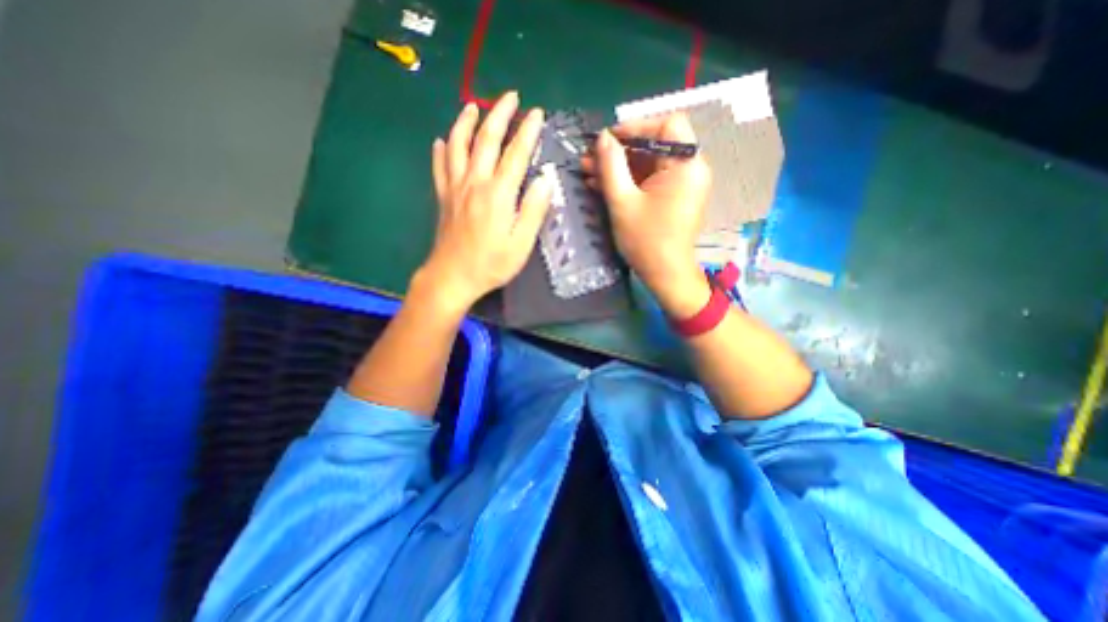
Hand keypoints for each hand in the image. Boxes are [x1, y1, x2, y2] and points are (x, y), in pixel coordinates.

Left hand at [416, 91, 553, 314]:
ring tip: (473, 105)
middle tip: (510, 96)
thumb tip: (545, 179)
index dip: (527, 131)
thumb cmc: (491, 264)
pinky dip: (441, 150)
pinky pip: (439, 166)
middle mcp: (474, 182)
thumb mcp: (521, 243)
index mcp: (498, 194)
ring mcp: (455, 188)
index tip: (537, 113)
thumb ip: (533, 210)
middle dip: (499, 114)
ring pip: (458, 145)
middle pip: (486, 140)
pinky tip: (442, 141)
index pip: (515, 154)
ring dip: (466, 122)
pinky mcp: (443, 197)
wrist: (453, 277)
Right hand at [583, 111, 714, 315]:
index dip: (636, 126)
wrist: (665, 275)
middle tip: (590, 157)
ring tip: (588, 170)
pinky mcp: (672, 197)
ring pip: (648, 163)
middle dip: (619, 150)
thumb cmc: (646, 241)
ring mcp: (681, 184)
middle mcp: (689, 169)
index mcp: (686, 165)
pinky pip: (649, 180)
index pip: (667, 124)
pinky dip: (628, 181)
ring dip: (619, 167)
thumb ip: (611, 165)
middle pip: (654, 145)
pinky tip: (601, 184)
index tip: (608, 139)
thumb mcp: (622, 202)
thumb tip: (602, 137)